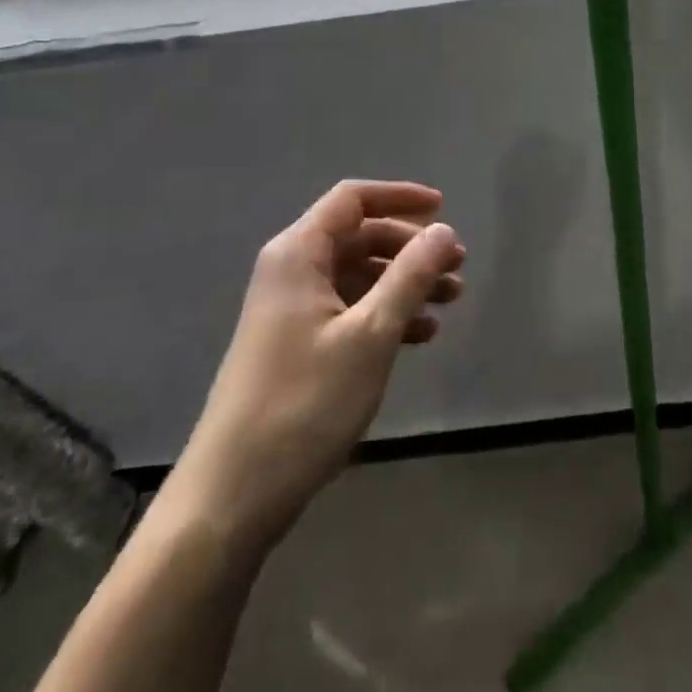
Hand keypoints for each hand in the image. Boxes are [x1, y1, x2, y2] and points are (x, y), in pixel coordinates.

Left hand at [165, 181, 465, 552]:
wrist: (234, 495)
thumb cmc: (305, 403)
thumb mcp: (370, 334)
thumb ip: (410, 275)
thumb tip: (444, 230)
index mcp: (299, 253)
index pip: (353, 199)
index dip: (400, 196)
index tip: (444, 209)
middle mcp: (292, 270)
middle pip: (359, 236)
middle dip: (411, 247)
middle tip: (457, 267)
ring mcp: (292, 309)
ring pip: (358, 276)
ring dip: (405, 282)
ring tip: (451, 300)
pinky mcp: (296, 344)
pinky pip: (349, 309)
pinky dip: (386, 314)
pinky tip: (421, 335)